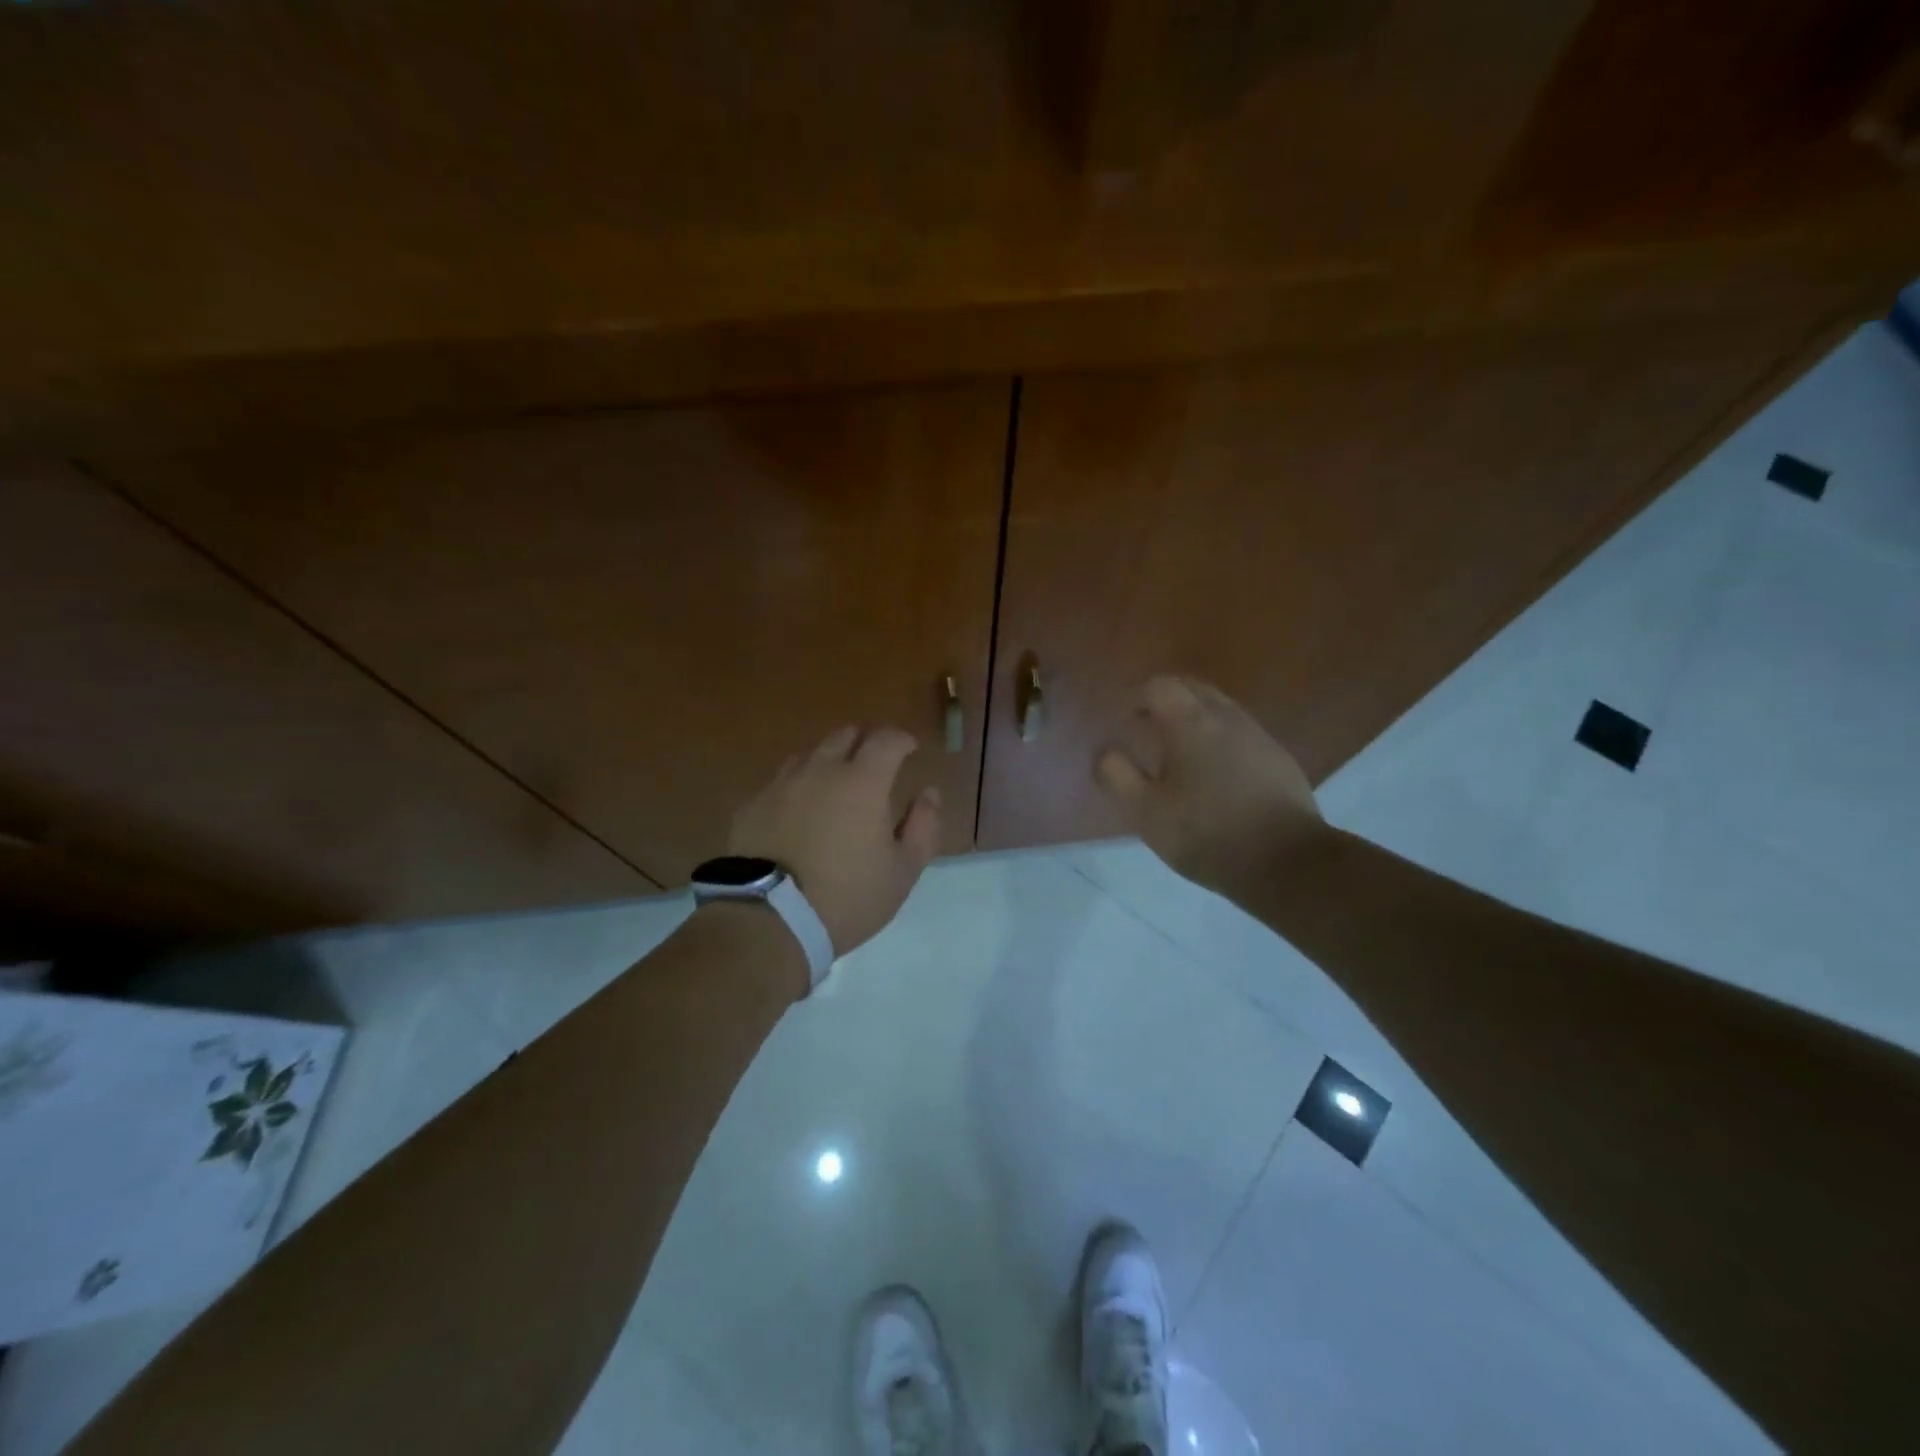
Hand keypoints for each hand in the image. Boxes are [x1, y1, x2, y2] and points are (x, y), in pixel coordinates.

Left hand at [728, 725, 941, 955]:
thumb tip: (929, 794)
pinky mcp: (752, 805)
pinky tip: (799, 811)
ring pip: (810, 754)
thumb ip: (924, 827)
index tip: (910, 749)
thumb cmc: (847, 897)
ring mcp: (781, 785)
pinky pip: (781, 782)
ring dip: (830, 760)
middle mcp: (820, 771)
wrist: (769, 921)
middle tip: (876, 764)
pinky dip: (799, 786)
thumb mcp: (902, 871)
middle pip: (845, 735)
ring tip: (837, 785)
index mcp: (862, 782)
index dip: (901, 739)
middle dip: (866, 742)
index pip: (886, 739)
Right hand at [1095, 675, 1324, 898]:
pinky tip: (1213, 773)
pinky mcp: (1279, 758)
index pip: (1159, 685)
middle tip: (1146, 729)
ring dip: (1194, 718)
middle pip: (1192, 687)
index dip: (1136, 697)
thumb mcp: (1145, 812)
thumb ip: (1116, 775)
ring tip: (1178, 753)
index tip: (1124, 722)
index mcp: (1190, 722)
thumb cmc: (1206, 833)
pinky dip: (1219, 738)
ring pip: (1219, 708)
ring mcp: (1258, 735)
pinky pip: (1240, 732)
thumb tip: (1103, 750)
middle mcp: (1227, 717)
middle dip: (1165, 700)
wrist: (1286, 862)